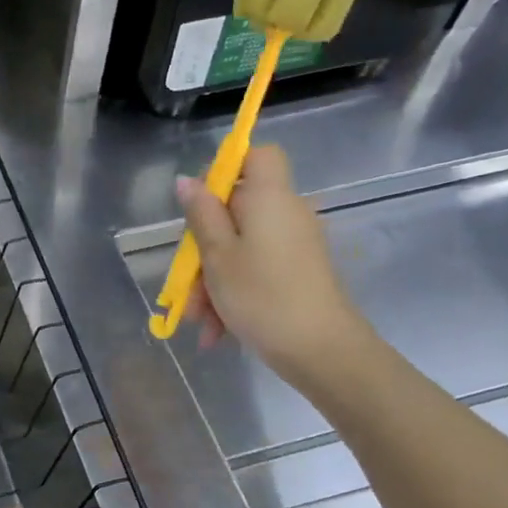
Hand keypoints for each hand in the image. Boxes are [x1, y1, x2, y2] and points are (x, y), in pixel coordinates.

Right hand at [177, 144, 373, 383]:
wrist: (322, 351)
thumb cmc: (263, 296)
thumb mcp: (218, 255)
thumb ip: (201, 215)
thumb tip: (187, 180)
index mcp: (269, 198)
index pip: (256, 156)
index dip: (226, 168)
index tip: (198, 202)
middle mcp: (286, 213)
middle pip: (236, 210)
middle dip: (204, 247)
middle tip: (185, 284)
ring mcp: (294, 245)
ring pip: (240, 247)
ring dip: (212, 280)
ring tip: (198, 320)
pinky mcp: (298, 272)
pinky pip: (256, 269)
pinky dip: (233, 292)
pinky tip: (217, 330)